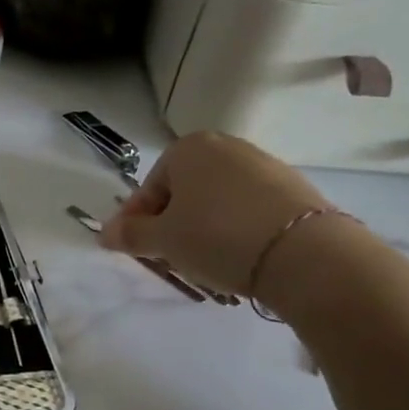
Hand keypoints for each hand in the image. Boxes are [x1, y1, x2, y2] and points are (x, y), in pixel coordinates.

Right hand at [99, 132, 332, 296]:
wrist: (304, 253)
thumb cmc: (216, 237)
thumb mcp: (163, 241)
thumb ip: (130, 235)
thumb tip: (104, 234)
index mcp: (187, 148)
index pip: (149, 189)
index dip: (136, 223)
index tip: (135, 251)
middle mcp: (225, 146)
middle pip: (183, 192)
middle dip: (172, 224)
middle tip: (170, 258)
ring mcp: (263, 164)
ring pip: (216, 201)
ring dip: (203, 229)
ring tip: (207, 262)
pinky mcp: (293, 188)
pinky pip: (248, 209)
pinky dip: (236, 230)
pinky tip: (239, 257)